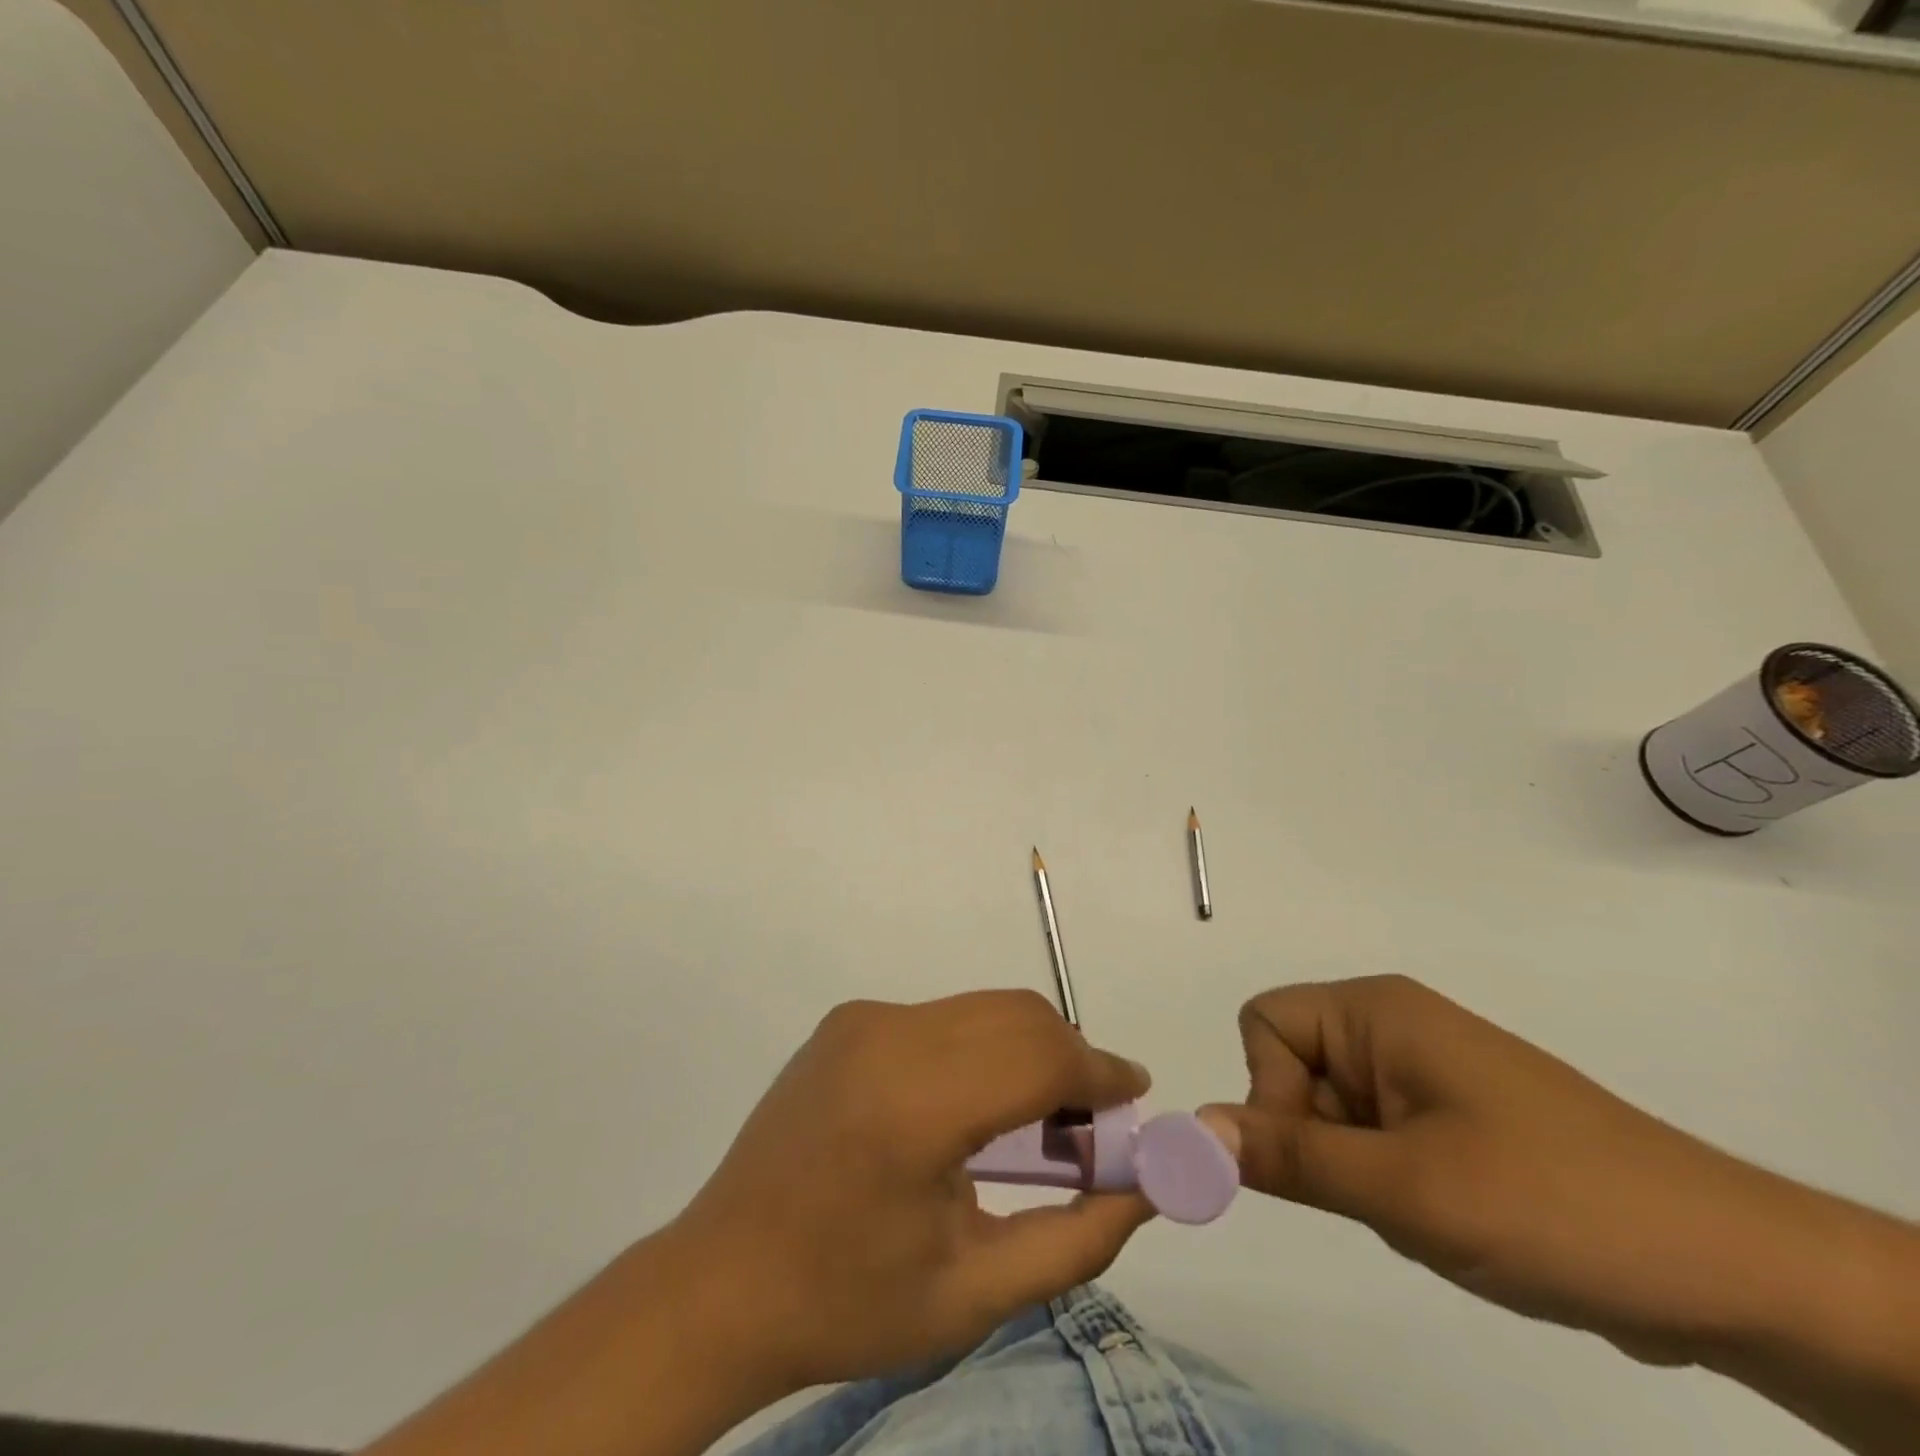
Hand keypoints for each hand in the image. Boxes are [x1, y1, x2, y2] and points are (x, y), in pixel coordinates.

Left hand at [677, 991, 1153, 1390]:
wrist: (721, 1280)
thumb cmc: (847, 1301)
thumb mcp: (973, 1294)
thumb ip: (1074, 1238)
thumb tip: (1144, 1188)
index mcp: (914, 1107)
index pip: (1037, 1057)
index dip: (1099, 1072)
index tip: (1136, 1096)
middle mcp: (888, 1037)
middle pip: (1015, 1016)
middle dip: (1070, 1057)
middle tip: (1090, 1122)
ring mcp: (863, 1020)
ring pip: (981, 1009)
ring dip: (1027, 1048)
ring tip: (1037, 1118)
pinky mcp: (848, 1019)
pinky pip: (942, 1017)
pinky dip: (981, 1046)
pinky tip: (972, 1106)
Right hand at [1205, 975, 1822, 1362]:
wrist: (1732, 1272)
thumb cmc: (1551, 1205)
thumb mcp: (1403, 1188)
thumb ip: (1287, 1156)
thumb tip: (1189, 1129)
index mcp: (1376, 1011)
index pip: (1265, 1023)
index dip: (1269, 1090)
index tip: (1321, 1158)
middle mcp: (1394, 1026)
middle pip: (1295, 1068)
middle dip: (1320, 1141)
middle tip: (1386, 1195)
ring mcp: (1428, 1072)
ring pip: (1334, 1113)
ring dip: (1360, 1172)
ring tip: (1433, 1211)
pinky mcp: (1455, 1117)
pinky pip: (1378, 1138)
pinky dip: (1394, 1184)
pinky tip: (1455, 1219)